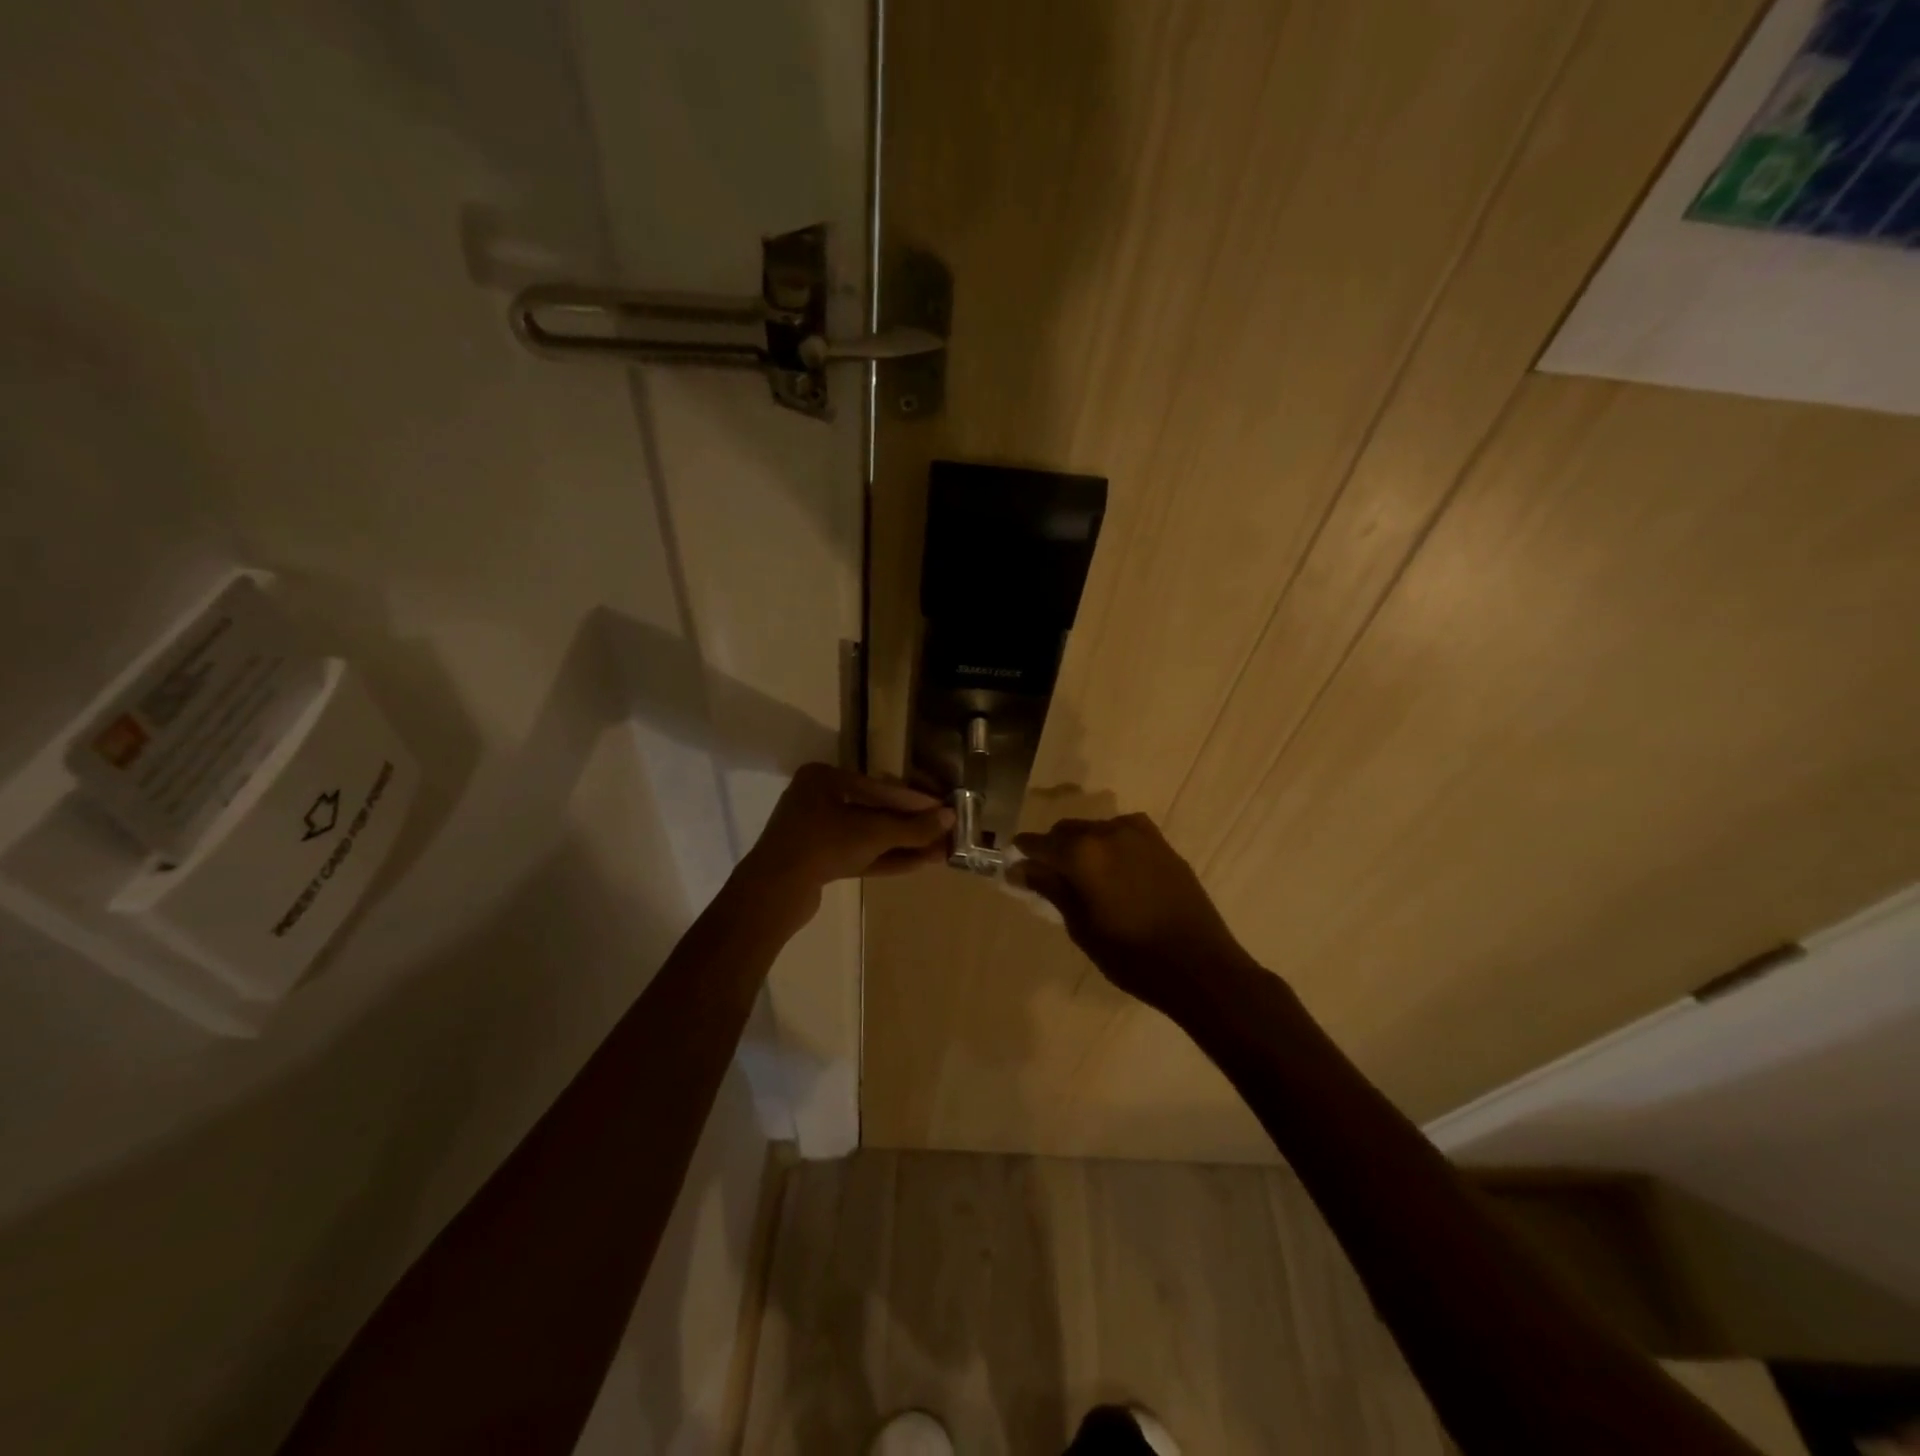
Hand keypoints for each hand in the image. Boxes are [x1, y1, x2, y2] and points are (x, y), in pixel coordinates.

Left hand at [740, 764, 953, 911]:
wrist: (773, 892)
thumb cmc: (823, 845)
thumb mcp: (873, 833)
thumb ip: (912, 827)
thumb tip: (950, 818)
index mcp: (823, 778)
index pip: (878, 786)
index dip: (914, 800)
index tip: (942, 809)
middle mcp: (817, 799)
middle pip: (874, 810)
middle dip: (910, 826)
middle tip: (942, 832)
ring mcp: (816, 832)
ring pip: (867, 835)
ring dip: (902, 844)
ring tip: (938, 851)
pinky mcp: (817, 860)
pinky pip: (857, 853)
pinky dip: (885, 858)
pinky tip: (917, 863)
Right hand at [1010, 813, 1255, 1010]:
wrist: (1200, 966)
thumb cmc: (1131, 955)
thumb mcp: (1081, 926)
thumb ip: (1050, 889)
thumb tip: (1019, 868)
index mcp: (1083, 852)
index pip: (1040, 843)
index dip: (1024, 853)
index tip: (1014, 867)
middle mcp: (1109, 832)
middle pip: (1068, 830)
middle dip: (1054, 848)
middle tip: (1048, 877)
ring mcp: (1140, 834)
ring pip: (1097, 830)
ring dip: (1083, 846)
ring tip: (1083, 877)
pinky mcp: (1162, 844)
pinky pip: (1124, 835)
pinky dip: (1111, 847)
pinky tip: (1114, 872)